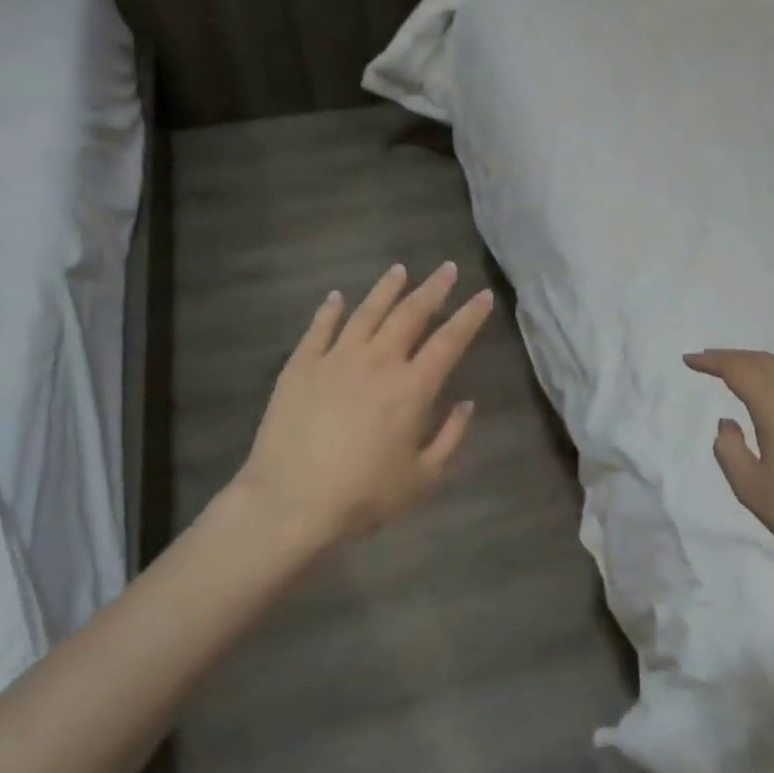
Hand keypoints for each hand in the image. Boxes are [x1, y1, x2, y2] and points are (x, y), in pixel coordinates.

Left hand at [230, 262, 494, 560]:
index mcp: (412, 388)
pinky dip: (329, 310)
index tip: (483, 296)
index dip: (469, 316)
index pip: (449, 341)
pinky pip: (318, 329)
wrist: (290, 504)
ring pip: (366, 312)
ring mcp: (335, 360)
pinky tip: (336, 298)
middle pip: (410, 314)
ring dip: (386, 289)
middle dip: (433, 289)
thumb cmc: (364, 497)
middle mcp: (377, 362)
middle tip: (447, 268)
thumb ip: (451, 437)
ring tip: (399, 270)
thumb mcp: (424, 478)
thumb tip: (465, 404)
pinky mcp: (300, 367)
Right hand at [683, 349, 773, 591]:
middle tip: (713, 362)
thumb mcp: (753, 490)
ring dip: (768, 363)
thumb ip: (730, 450)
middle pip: (767, 361)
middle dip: (736, 358)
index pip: (739, 369)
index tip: (691, 360)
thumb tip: (728, 422)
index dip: (712, 361)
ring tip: (752, 372)